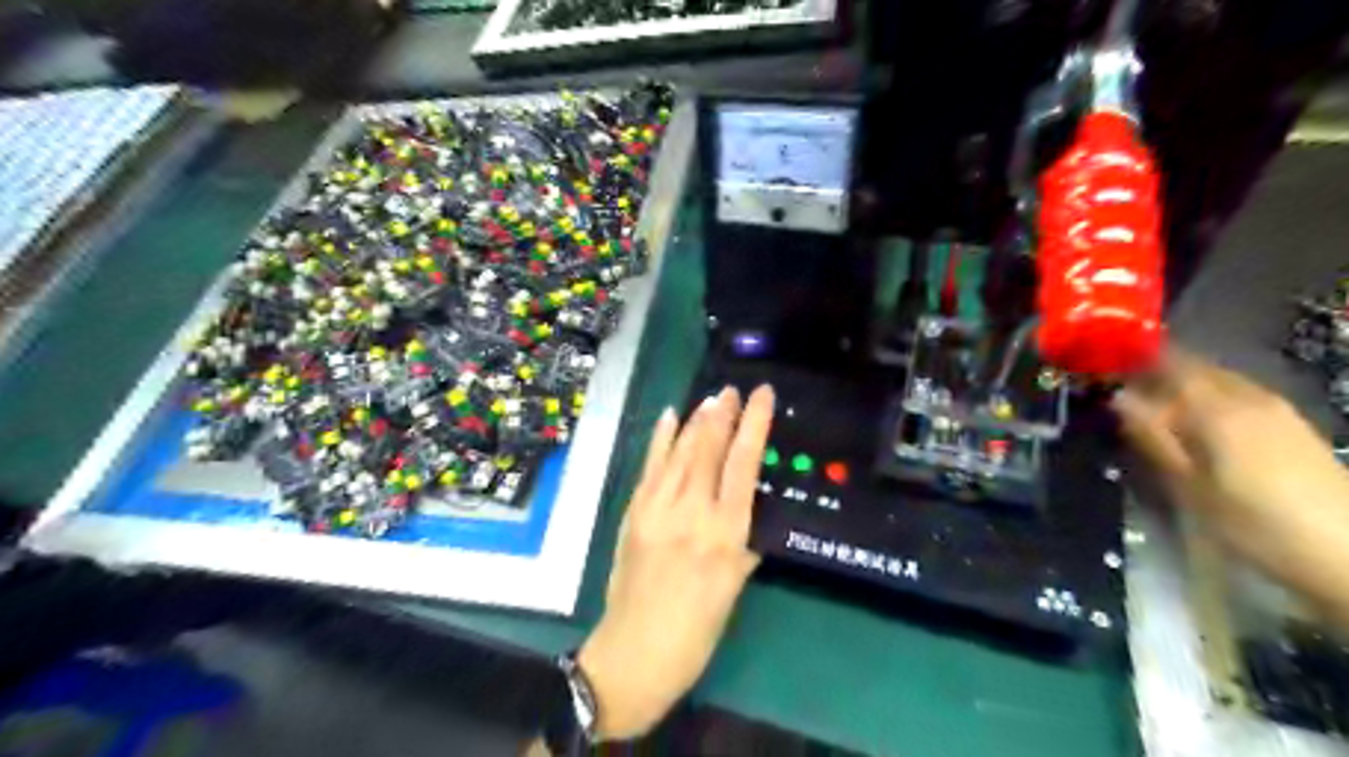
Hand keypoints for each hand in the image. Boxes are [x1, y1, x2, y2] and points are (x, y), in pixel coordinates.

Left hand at [573, 386, 774, 740]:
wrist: (634, 653)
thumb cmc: (696, 631)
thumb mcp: (734, 589)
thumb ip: (744, 543)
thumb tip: (750, 508)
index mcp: (724, 534)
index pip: (743, 465)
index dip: (753, 424)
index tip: (761, 396)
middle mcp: (691, 513)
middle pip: (708, 449)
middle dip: (722, 414)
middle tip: (733, 389)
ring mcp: (657, 509)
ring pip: (680, 452)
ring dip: (696, 421)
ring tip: (711, 397)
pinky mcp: (633, 513)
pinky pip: (650, 467)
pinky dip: (660, 439)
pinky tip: (670, 417)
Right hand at [1114, 351, 1348, 600]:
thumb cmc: (1256, 523)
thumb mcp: (1189, 486)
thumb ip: (1152, 436)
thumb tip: (1117, 398)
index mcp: (1217, 406)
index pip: (1169, 362)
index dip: (1134, 359)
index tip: (1102, 368)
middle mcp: (1248, 396)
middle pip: (1195, 367)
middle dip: (1157, 372)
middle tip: (1121, 391)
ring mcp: (1277, 409)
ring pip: (1218, 381)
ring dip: (1183, 386)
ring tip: (1153, 409)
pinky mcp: (1293, 426)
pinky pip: (1238, 396)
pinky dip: (1209, 400)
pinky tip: (1198, 426)